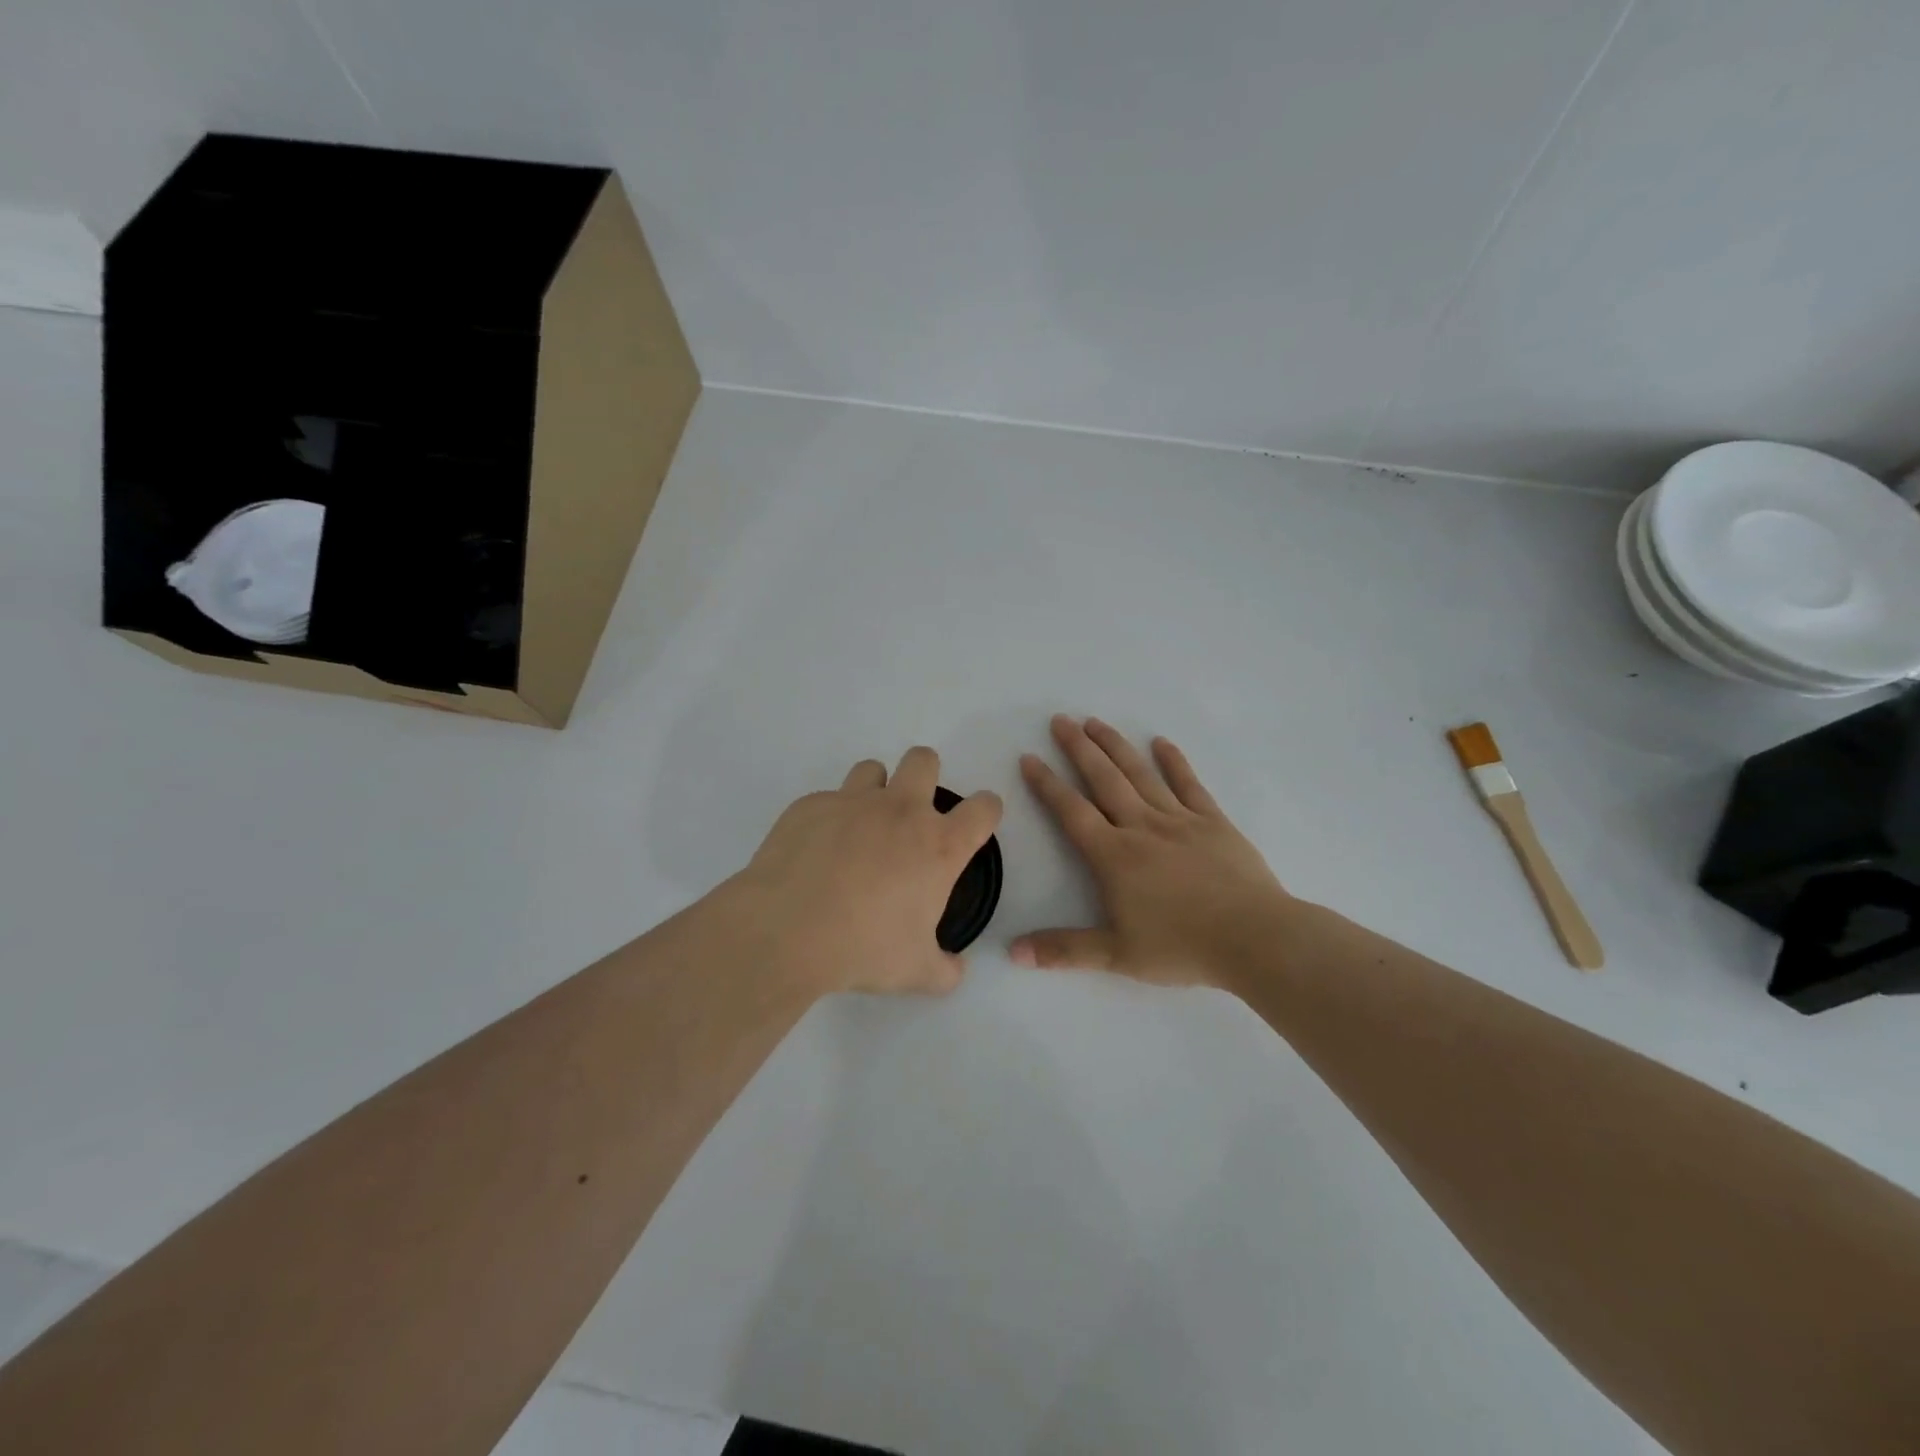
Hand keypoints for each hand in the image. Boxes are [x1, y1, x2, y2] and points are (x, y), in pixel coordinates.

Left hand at [733, 746, 1002, 997]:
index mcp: (938, 845)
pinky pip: (827, 799)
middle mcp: (900, 811)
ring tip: (860, 828)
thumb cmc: (863, 948)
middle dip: (926, 776)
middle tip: (911, 815)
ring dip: (875, 791)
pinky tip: (815, 851)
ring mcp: (852, 801)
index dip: (986, 811)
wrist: (786, 931)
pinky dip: (829, 818)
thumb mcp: (916, 972)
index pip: (983, 808)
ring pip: (873, 770)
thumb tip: (955, 970)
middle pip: (925, 760)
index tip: (975, 824)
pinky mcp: (810, 805)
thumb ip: (945, 970)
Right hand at [1013, 716, 1289, 987]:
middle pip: (1104, 780)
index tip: (1029, 757)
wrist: (1254, 938)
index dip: (1047, 784)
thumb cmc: (1182, 947)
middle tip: (1060, 720)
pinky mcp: (1213, 821)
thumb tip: (1013, 953)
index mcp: (1114, 856)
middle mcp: (1141, 827)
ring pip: (1140, 774)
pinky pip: (1189, 784)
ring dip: (1116, 746)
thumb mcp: (1116, 956)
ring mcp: (1179, 820)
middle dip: (1078, 748)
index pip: (1071, 812)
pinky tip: (1161, 742)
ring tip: (1096, 722)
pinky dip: (1174, 761)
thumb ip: (1063, 950)